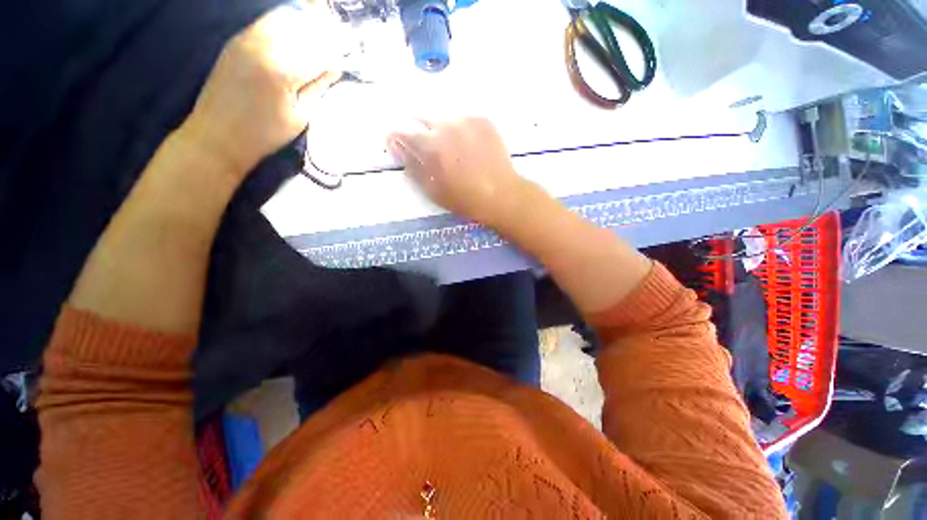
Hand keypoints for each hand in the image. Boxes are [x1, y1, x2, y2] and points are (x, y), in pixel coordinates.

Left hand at [182, 2, 340, 176]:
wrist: (217, 135)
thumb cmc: (264, 134)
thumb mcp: (300, 117)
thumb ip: (318, 88)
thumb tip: (334, 68)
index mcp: (283, 70)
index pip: (319, 51)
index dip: (335, 55)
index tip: (344, 62)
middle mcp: (264, 45)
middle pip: (303, 27)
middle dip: (322, 35)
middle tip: (332, 48)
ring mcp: (247, 39)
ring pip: (284, 17)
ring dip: (303, 27)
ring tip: (314, 43)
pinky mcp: (237, 40)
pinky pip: (267, 22)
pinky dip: (285, 26)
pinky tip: (293, 41)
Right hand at [387, 118, 524, 225]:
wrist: (501, 194)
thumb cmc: (464, 198)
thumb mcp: (432, 189)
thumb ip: (412, 165)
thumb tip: (396, 146)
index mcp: (430, 146)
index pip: (402, 133)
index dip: (397, 140)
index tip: (399, 147)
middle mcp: (446, 126)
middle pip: (421, 120)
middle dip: (419, 133)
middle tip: (428, 151)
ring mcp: (466, 120)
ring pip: (443, 119)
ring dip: (440, 130)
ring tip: (451, 149)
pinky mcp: (482, 120)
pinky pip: (462, 120)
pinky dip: (459, 130)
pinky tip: (467, 146)